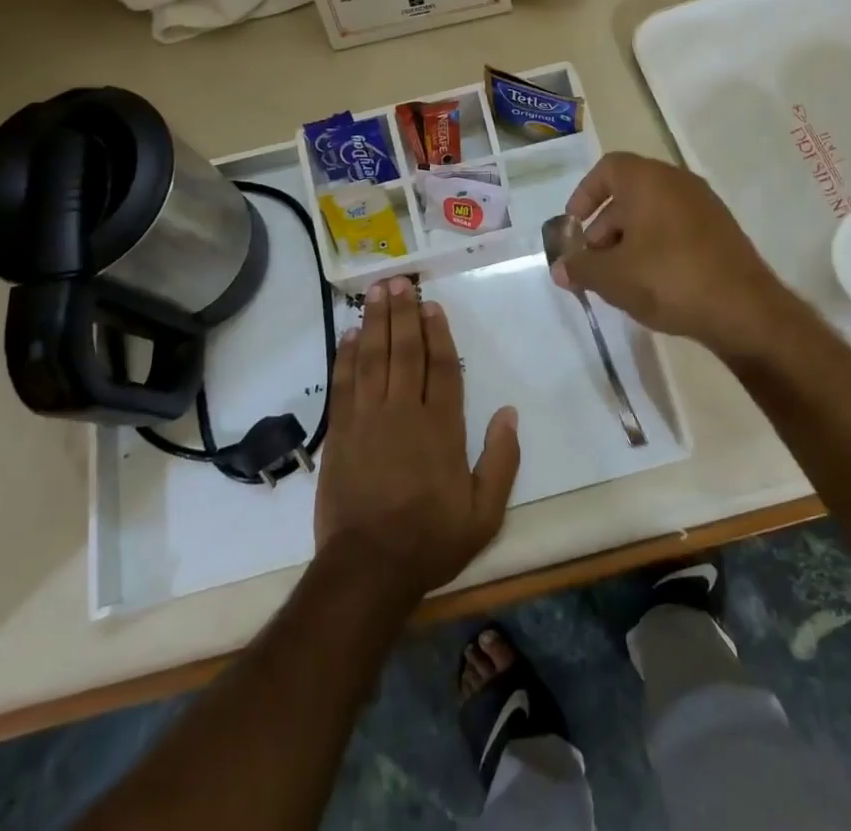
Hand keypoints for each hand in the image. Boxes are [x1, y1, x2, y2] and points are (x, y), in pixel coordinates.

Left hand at [313, 277, 520, 604]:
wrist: (368, 569)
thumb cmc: (430, 540)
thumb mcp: (484, 513)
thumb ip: (501, 461)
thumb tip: (510, 413)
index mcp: (442, 427)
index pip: (441, 367)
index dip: (438, 332)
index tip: (432, 305)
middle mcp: (404, 412)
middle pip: (405, 351)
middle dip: (403, 313)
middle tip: (399, 281)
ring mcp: (368, 419)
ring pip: (373, 358)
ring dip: (375, 322)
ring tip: (376, 292)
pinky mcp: (341, 432)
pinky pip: (344, 383)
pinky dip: (346, 356)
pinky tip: (349, 334)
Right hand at [550, 152, 793, 355]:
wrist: (744, 310)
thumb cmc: (668, 279)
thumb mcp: (612, 277)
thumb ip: (581, 268)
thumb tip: (561, 268)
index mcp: (648, 179)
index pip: (607, 168)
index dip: (585, 194)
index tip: (574, 226)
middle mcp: (678, 181)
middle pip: (629, 193)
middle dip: (604, 226)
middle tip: (592, 262)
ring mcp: (704, 205)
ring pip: (653, 212)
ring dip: (628, 239)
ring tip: (619, 279)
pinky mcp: (721, 230)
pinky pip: (676, 227)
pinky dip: (656, 245)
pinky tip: (651, 283)